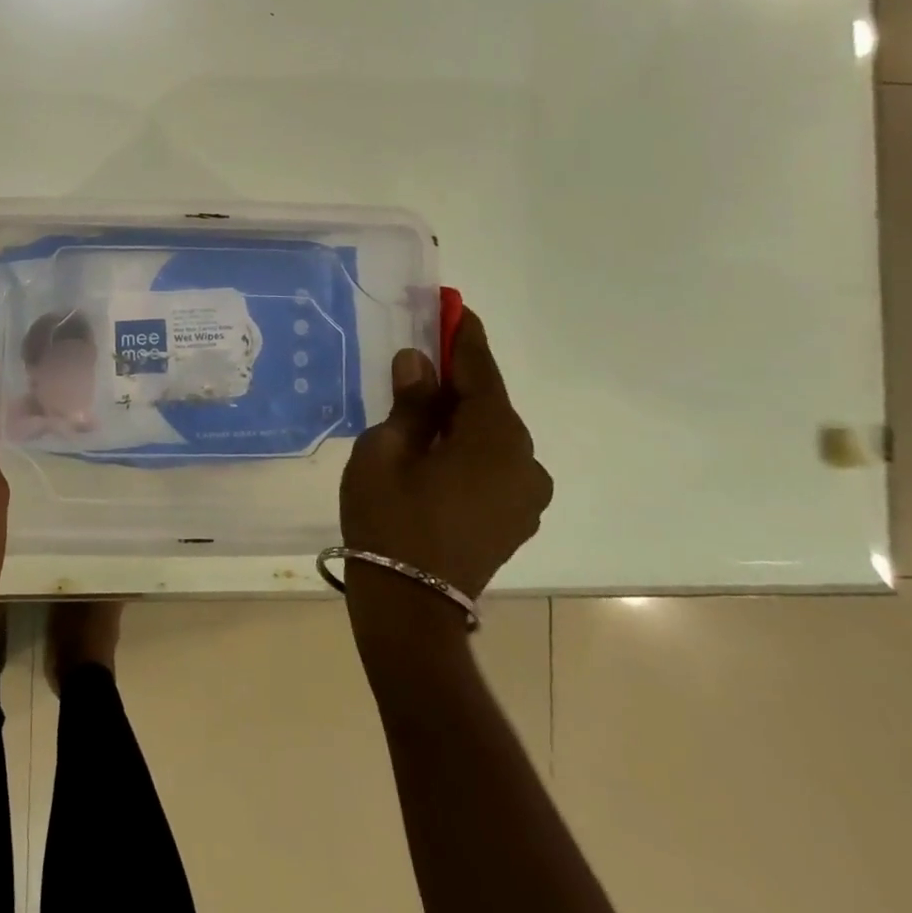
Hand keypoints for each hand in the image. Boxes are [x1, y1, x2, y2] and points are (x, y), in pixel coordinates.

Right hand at [340, 308, 551, 605]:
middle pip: (489, 404)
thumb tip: (419, 363)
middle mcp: (525, 462)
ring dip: (460, 415)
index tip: (454, 306)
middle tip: (423, 354)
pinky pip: (493, 463)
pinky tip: (436, 446)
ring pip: (491, 436)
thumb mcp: (385, 450)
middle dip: (457, 378)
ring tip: (421, 405)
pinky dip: (467, 445)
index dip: (464, 337)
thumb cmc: (390, 519)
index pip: (480, 372)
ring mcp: (526, 494)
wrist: (411, 606)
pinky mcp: (516, 517)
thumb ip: (409, 403)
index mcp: (496, 439)